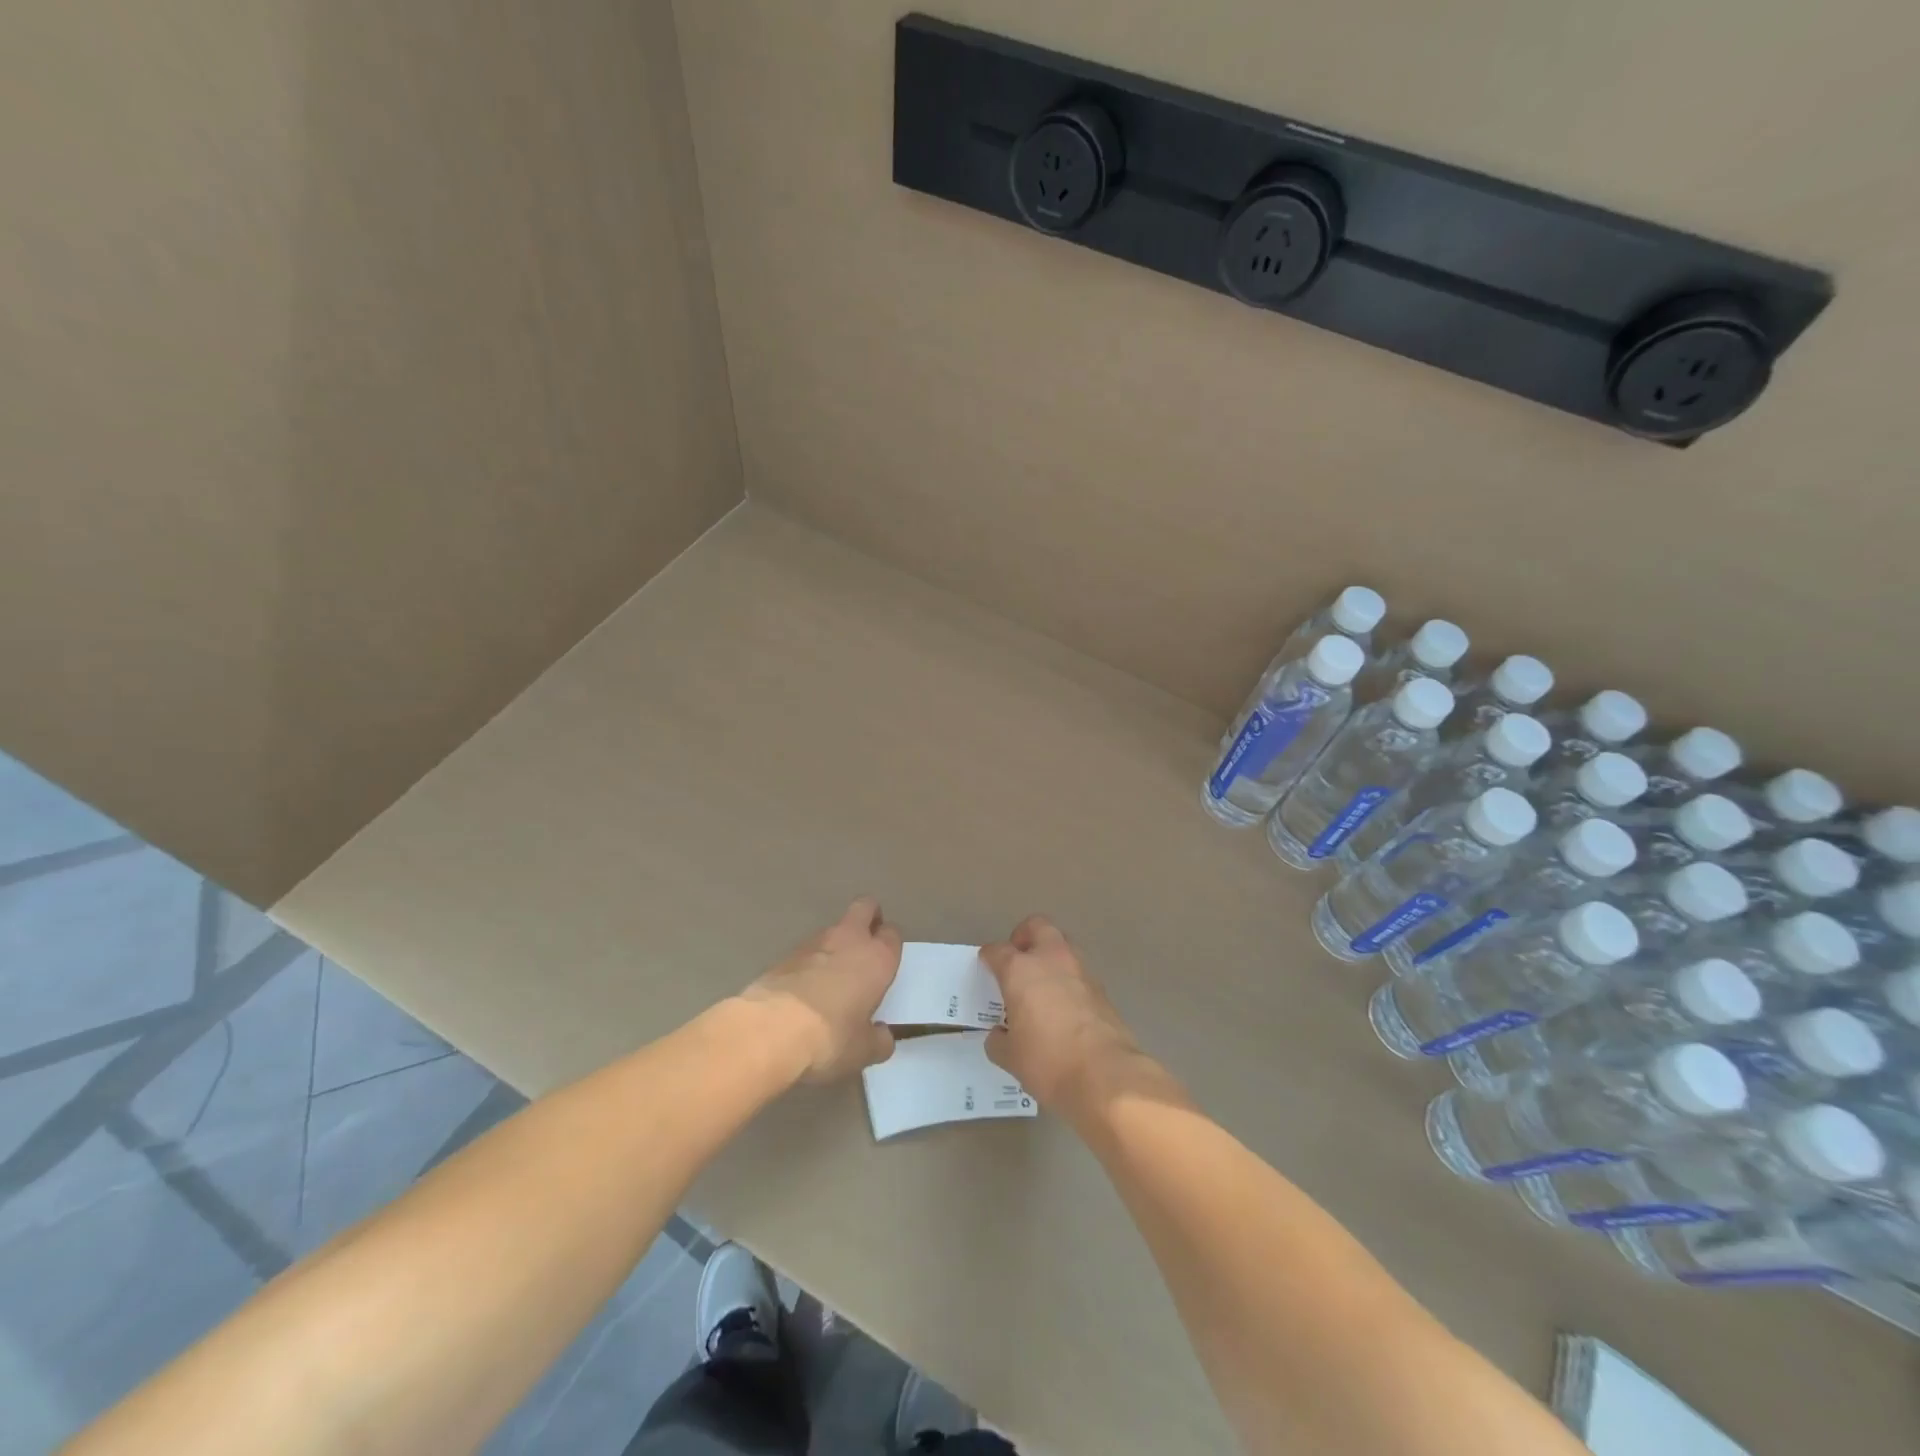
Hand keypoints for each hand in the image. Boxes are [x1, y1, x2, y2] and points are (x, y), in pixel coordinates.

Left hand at [742, 898, 900, 1081]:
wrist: (769, 1031)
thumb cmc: (830, 1037)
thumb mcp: (863, 1051)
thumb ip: (878, 1040)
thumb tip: (882, 1036)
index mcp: (876, 958)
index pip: (892, 934)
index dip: (890, 944)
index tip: (887, 961)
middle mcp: (848, 940)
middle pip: (864, 907)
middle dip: (868, 917)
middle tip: (867, 944)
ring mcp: (813, 943)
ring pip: (833, 929)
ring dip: (836, 944)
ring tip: (832, 976)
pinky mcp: (784, 955)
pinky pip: (806, 951)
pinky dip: (809, 963)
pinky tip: (804, 990)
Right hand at [980, 916, 1153, 1116]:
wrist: (1106, 1075)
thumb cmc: (1048, 1061)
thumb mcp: (1011, 1057)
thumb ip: (999, 1040)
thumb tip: (999, 1035)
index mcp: (1020, 970)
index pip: (998, 950)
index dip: (989, 957)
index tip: (986, 965)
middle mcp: (1051, 960)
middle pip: (1037, 926)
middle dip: (1025, 937)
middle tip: (1017, 960)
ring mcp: (1081, 971)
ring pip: (1063, 946)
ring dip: (1050, 957)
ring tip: (1041, 985)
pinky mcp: (1102, 989)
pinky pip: (1079, 973)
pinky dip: (1068, 981)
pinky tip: (1063, 1007)